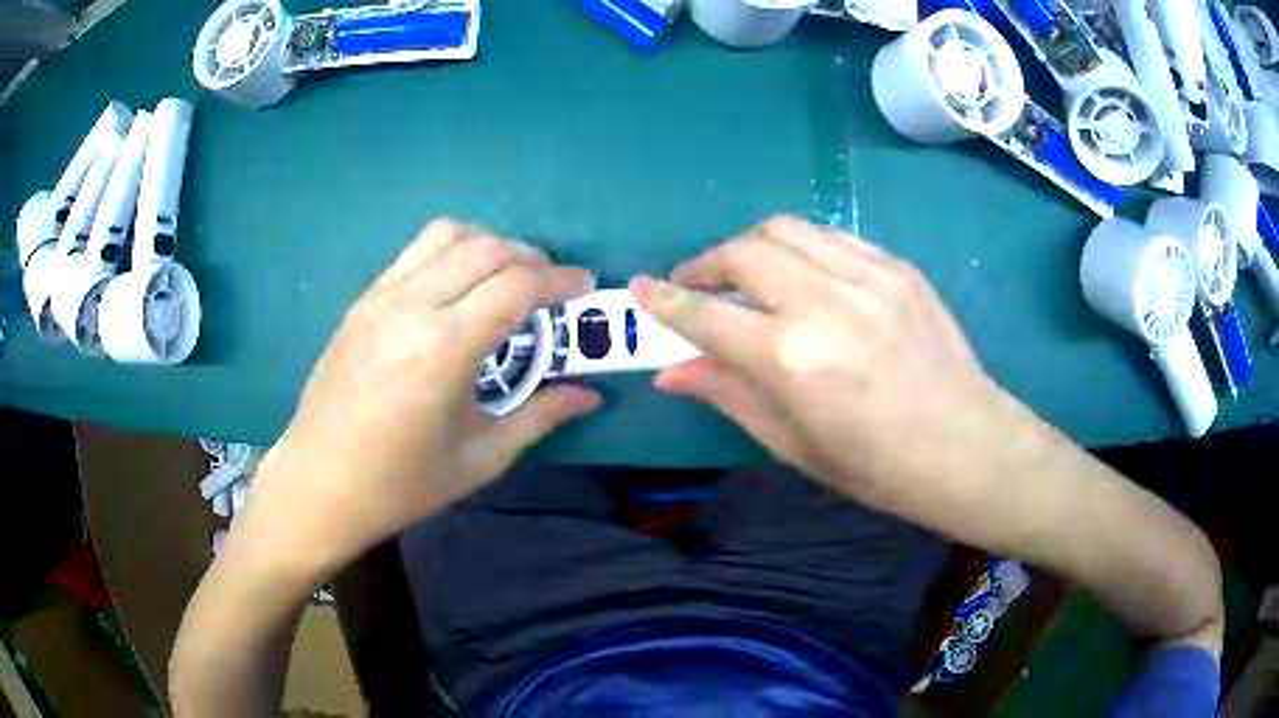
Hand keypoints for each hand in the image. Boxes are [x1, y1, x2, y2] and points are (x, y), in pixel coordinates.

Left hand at [235, 219, 600, 577]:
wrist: (319, 482)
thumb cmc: (401, 483)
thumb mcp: (479, 458)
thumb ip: (539, 416)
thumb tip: (591, 395)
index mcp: (444, 350)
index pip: (517, 287)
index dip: (560, 281)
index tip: (584, 287)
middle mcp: (412, 307)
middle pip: (488, 250)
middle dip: (532, 259)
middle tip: (552, 288)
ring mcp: (381, 296)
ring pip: (450, 235)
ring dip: (491, 244)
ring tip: (508, 276)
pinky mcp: (363, 299)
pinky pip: (416, 249)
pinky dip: (453, 248)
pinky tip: (461, 281)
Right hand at [632, 216, 1017, 506]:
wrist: (968, 447)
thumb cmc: (878, 467)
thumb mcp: (794, 444)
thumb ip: (729, 395)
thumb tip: (671, 372)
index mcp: (792, 359)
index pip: (706, 315)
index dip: (665, 301)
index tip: (641, 289)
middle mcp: (824, 302)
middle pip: (742, 253)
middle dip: (705, 264)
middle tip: (697, 287)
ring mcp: (867, 276)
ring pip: (784, 229)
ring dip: (750, 245)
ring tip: (747, 274)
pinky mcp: (897, 266)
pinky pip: (830, 237)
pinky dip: (800, 247)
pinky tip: (803, 274)